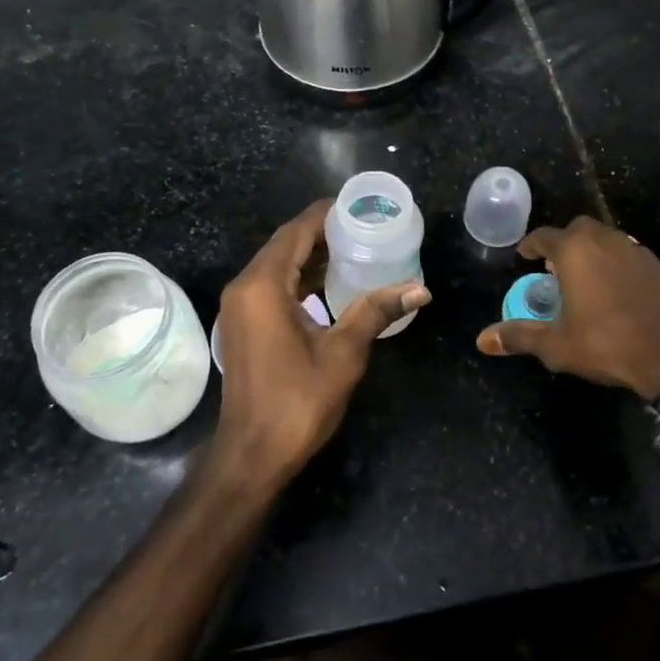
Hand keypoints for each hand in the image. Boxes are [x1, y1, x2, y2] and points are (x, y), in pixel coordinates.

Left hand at [213, 200, 430, 486]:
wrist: (252, 455)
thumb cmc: (297, 402)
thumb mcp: (343, 353)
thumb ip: (376, 312)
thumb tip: (420, 290)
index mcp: (263, 286)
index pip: (295, 232)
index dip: (326, 214)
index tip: (359, 205)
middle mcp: (245, 287)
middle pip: (284, 244)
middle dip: (322, 232)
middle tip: (364, 225)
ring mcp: (240, 307)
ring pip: (278, 265)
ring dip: (311, 255)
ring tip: (354, 247)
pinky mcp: (244, 324)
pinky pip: (272, 285)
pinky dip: (299, 277)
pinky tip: (330, 283)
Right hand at [475, 216, 659, 399]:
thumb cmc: (604, 344)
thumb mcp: (555, 345)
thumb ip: (518, 336)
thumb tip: (481, 340)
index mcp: (575, 252)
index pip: (545, 236)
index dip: (531, 245)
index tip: (525, 256)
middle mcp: (605, 241)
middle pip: (579, 228)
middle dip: (565, 242)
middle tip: (557, 266)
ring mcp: (637, 251)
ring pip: (609, 238)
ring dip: (594, 251)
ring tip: (587, 277)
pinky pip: (633, 257)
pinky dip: (620, 265)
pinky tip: (620, 291)